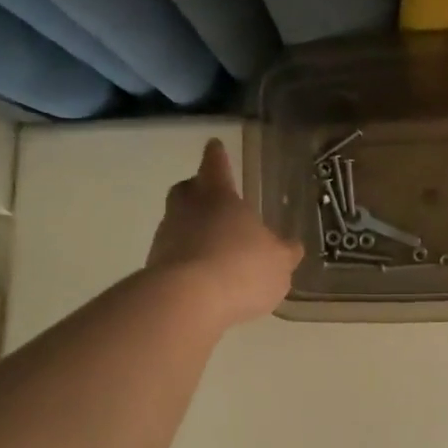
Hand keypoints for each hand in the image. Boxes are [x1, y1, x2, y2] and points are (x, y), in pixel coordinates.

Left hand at [147, 139, 302, 327]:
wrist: (186, 302)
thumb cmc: (241, 268)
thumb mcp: (278, 263)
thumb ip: (284, 253)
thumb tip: (292, 246)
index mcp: (219, 197)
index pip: (216, 166)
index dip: (217, 156)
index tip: (214, 145)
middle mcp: (188, 210)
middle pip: (187, 190)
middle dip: (197, 189)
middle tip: (209, 196)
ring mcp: (166, 238)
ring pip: (176, 223)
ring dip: (190, 229)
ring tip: (212, 246)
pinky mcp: (154, 268)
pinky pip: (173, 255)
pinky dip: (185, 259)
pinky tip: (201, 276)